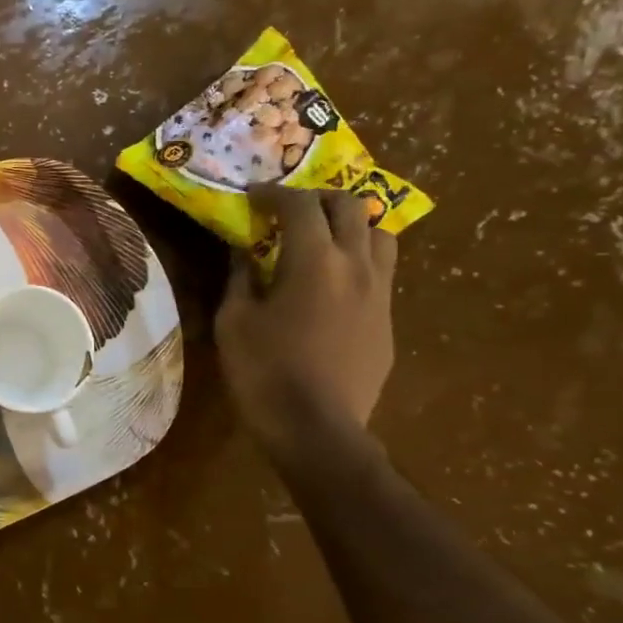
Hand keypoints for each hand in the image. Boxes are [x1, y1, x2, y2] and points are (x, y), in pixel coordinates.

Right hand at [215, 186, 396, 457]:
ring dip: (349, 224)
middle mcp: (356, 264)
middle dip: (316, 198)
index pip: (299, 204)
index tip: (253, 196)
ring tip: (322, 238)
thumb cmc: (264, 372)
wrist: (317, 429)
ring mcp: (380, 292)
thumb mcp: (234, 321)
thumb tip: (244, 251)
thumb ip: (241, 276)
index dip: (273, 193)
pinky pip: (381, 270)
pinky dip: (358, 258)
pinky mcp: (388, 319)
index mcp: (314, 259)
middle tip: (287, 211)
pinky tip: (333, 281)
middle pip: (349, 206)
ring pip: (379, 233)